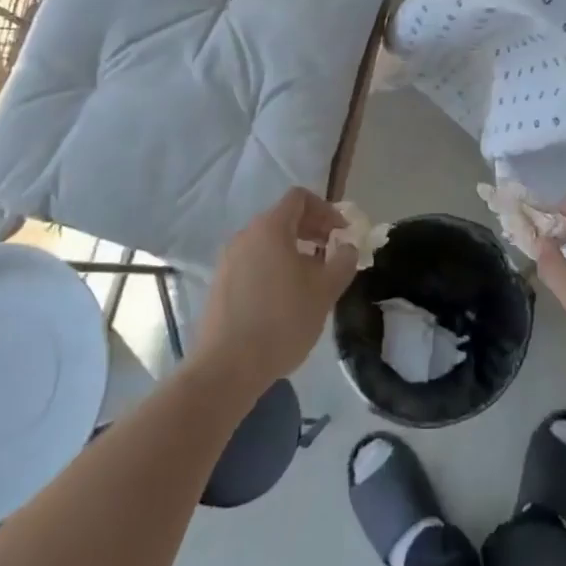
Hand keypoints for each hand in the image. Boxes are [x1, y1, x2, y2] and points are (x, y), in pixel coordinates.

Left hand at [195, 187, 359, 396]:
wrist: (227, 367)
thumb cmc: (282, 321)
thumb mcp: (325, 291)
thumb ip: (342, 261)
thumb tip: (346, 247)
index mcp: (270, 228)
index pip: (299, 198)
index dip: (326, 210)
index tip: (341, 234)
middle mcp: (245, 235)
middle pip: (283, 218)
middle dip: (312, 230)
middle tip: (332, 254)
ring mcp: (228, 259)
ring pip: (267, 242)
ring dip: (294, 250)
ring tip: (311, 279)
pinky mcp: (220, 283)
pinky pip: (253, 261)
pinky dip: (274, 266)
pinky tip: (285, 298)